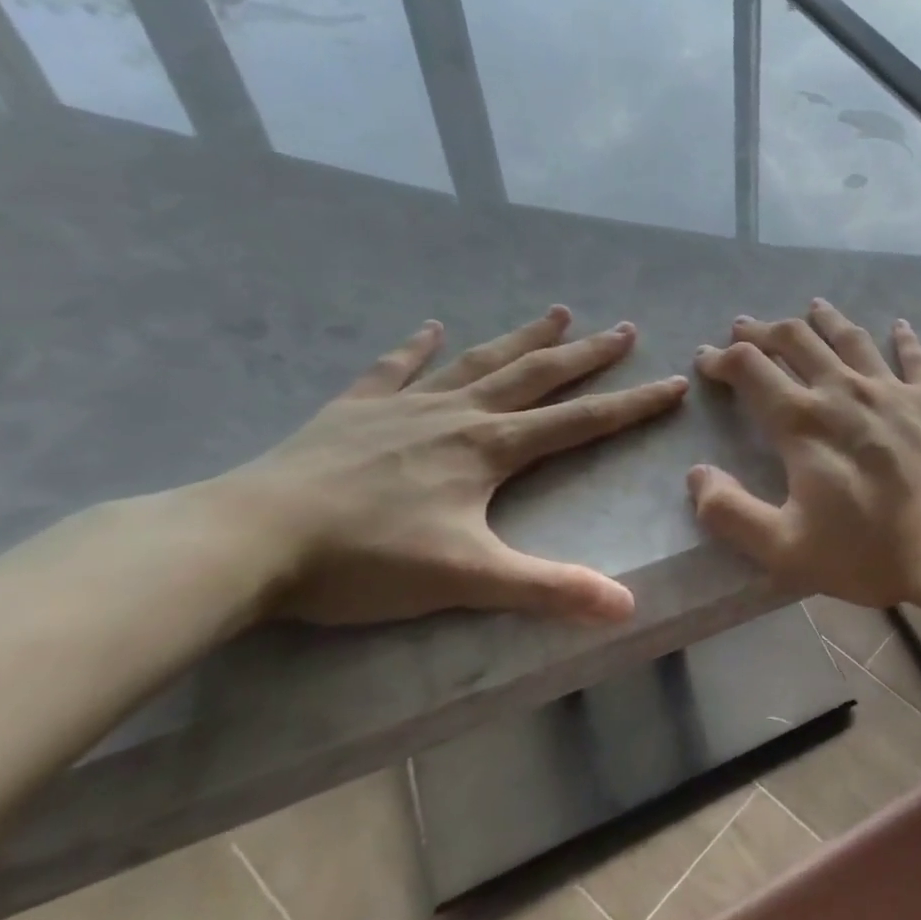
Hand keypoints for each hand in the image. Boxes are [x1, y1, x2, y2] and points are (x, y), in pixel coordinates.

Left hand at [220, 308, 687, 625]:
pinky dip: (416, 348)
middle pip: (538, 376)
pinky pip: (393, 369)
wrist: (245, 540)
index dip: (634, 404)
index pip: (582, 421)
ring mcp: (404, 407)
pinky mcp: (353, 411)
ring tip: (557, 312)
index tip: (675, 382)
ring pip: (479, 362)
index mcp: (492, 448)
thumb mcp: (469, 579)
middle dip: (588, 354)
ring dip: (522, 338)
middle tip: (626, 329)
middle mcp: (459, 415)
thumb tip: (627, 607)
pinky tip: (429, 328)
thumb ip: (551, 590)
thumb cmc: (365, 560)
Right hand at [687, 301, 920, 607]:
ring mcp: (892, 390)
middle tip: (747, 328)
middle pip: (797, 341)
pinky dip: (903, 338)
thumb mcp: (785, 548)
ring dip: (826, 320)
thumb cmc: (869, 551)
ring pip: (851, 338)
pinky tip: (899, 326)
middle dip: (765, 330)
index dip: (722, 359)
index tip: (707, 360)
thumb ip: (731, 512)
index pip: (751, 369)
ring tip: (813, 307)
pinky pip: (914, 357)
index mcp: (802, 422)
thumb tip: (697, 475)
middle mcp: (843, 391)